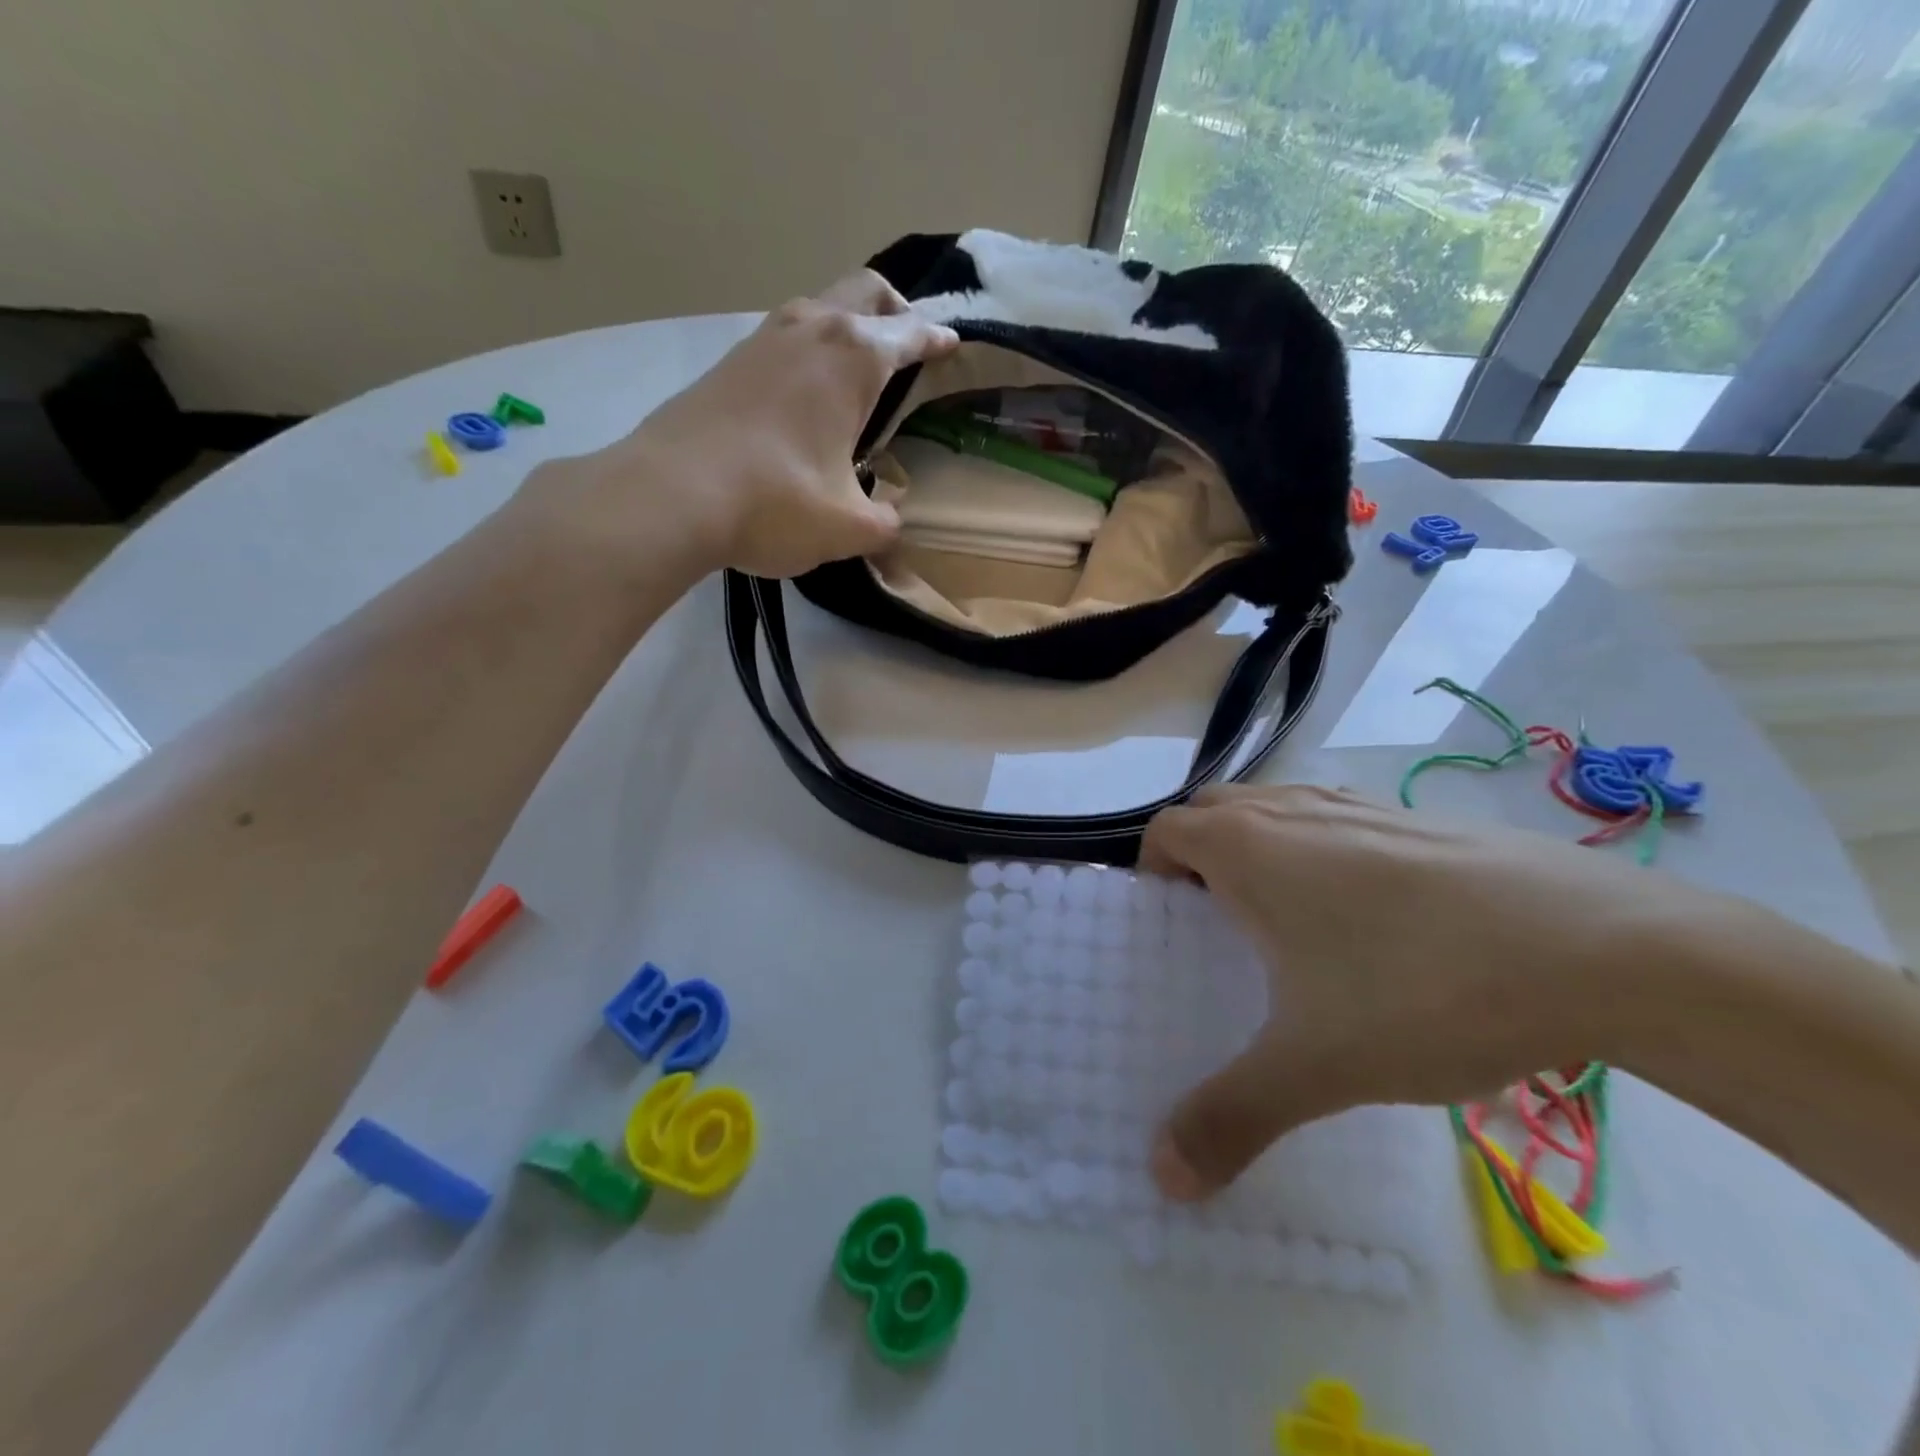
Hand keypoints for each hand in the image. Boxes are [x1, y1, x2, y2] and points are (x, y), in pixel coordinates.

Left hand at [531, 270, 957, 580]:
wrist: (671, 494)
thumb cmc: (776, 503)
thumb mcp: (849, 527)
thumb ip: (885, 522)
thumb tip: (892, 517)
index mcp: (854, 358)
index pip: (910, 334)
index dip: (937, 339)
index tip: (952, 343)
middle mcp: (811, 330)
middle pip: (865, 290)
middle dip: (896, 309)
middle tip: (909, 338)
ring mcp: (763, 339)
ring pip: (820, 306)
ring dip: (848, 323)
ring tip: (858, 367)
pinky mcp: (729, 362)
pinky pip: (785, 336)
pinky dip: (810, 348)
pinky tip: (806, 392)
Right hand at [1139, 784, 1702, 1200]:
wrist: (1607, 951)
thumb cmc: (1423, 990)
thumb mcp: (1316, 1066)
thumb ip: (1230, 1117)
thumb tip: (1163, 1179)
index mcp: (1249, 846)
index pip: (1167, 829)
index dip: (1152, 871)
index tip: (1168, 924)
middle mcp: (1295, 810)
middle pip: (1216, 810)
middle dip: (1199, 855)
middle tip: (1216, 925)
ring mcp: (1363, 806)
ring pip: (1280, 810)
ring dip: (1262, 848)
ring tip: (1288, 924)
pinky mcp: (1422, 819)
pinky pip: (1341, 821)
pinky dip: (1325, 851)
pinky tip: (1372, 920)